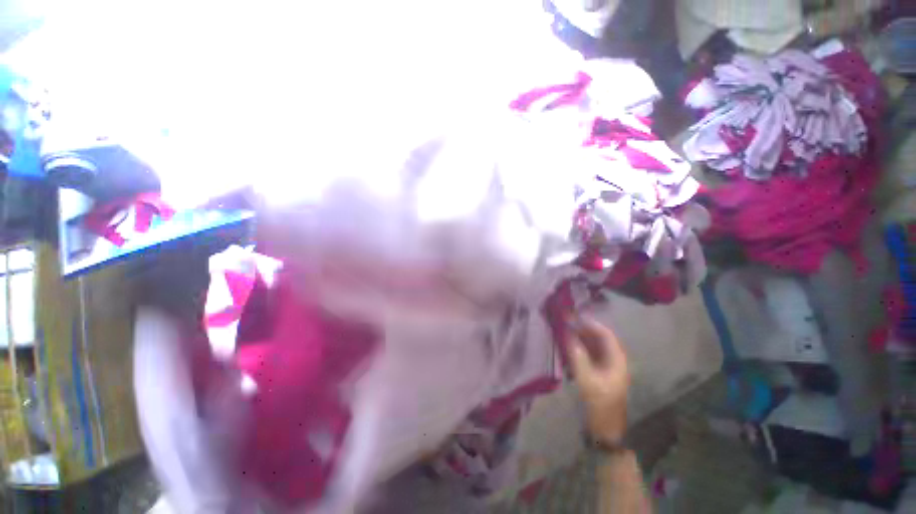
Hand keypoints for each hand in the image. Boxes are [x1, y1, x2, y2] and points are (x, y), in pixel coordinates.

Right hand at [567, 317, 629, 444]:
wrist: (605, 430)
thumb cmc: (600, 404)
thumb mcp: (587, 380)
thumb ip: (577, 356)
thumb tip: (567, 335)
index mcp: (617, 360)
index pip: (605, 334)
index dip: (590, 324)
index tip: (573, 317)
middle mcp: (613, 359)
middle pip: (598, 338)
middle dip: (582, 329)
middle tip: (564, 322)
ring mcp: (605, 366)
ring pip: (592, 345)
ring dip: (578, 337)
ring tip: (563, 331)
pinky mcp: (598, 372)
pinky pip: (587, 354)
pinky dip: (577, 348)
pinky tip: (565, 347)